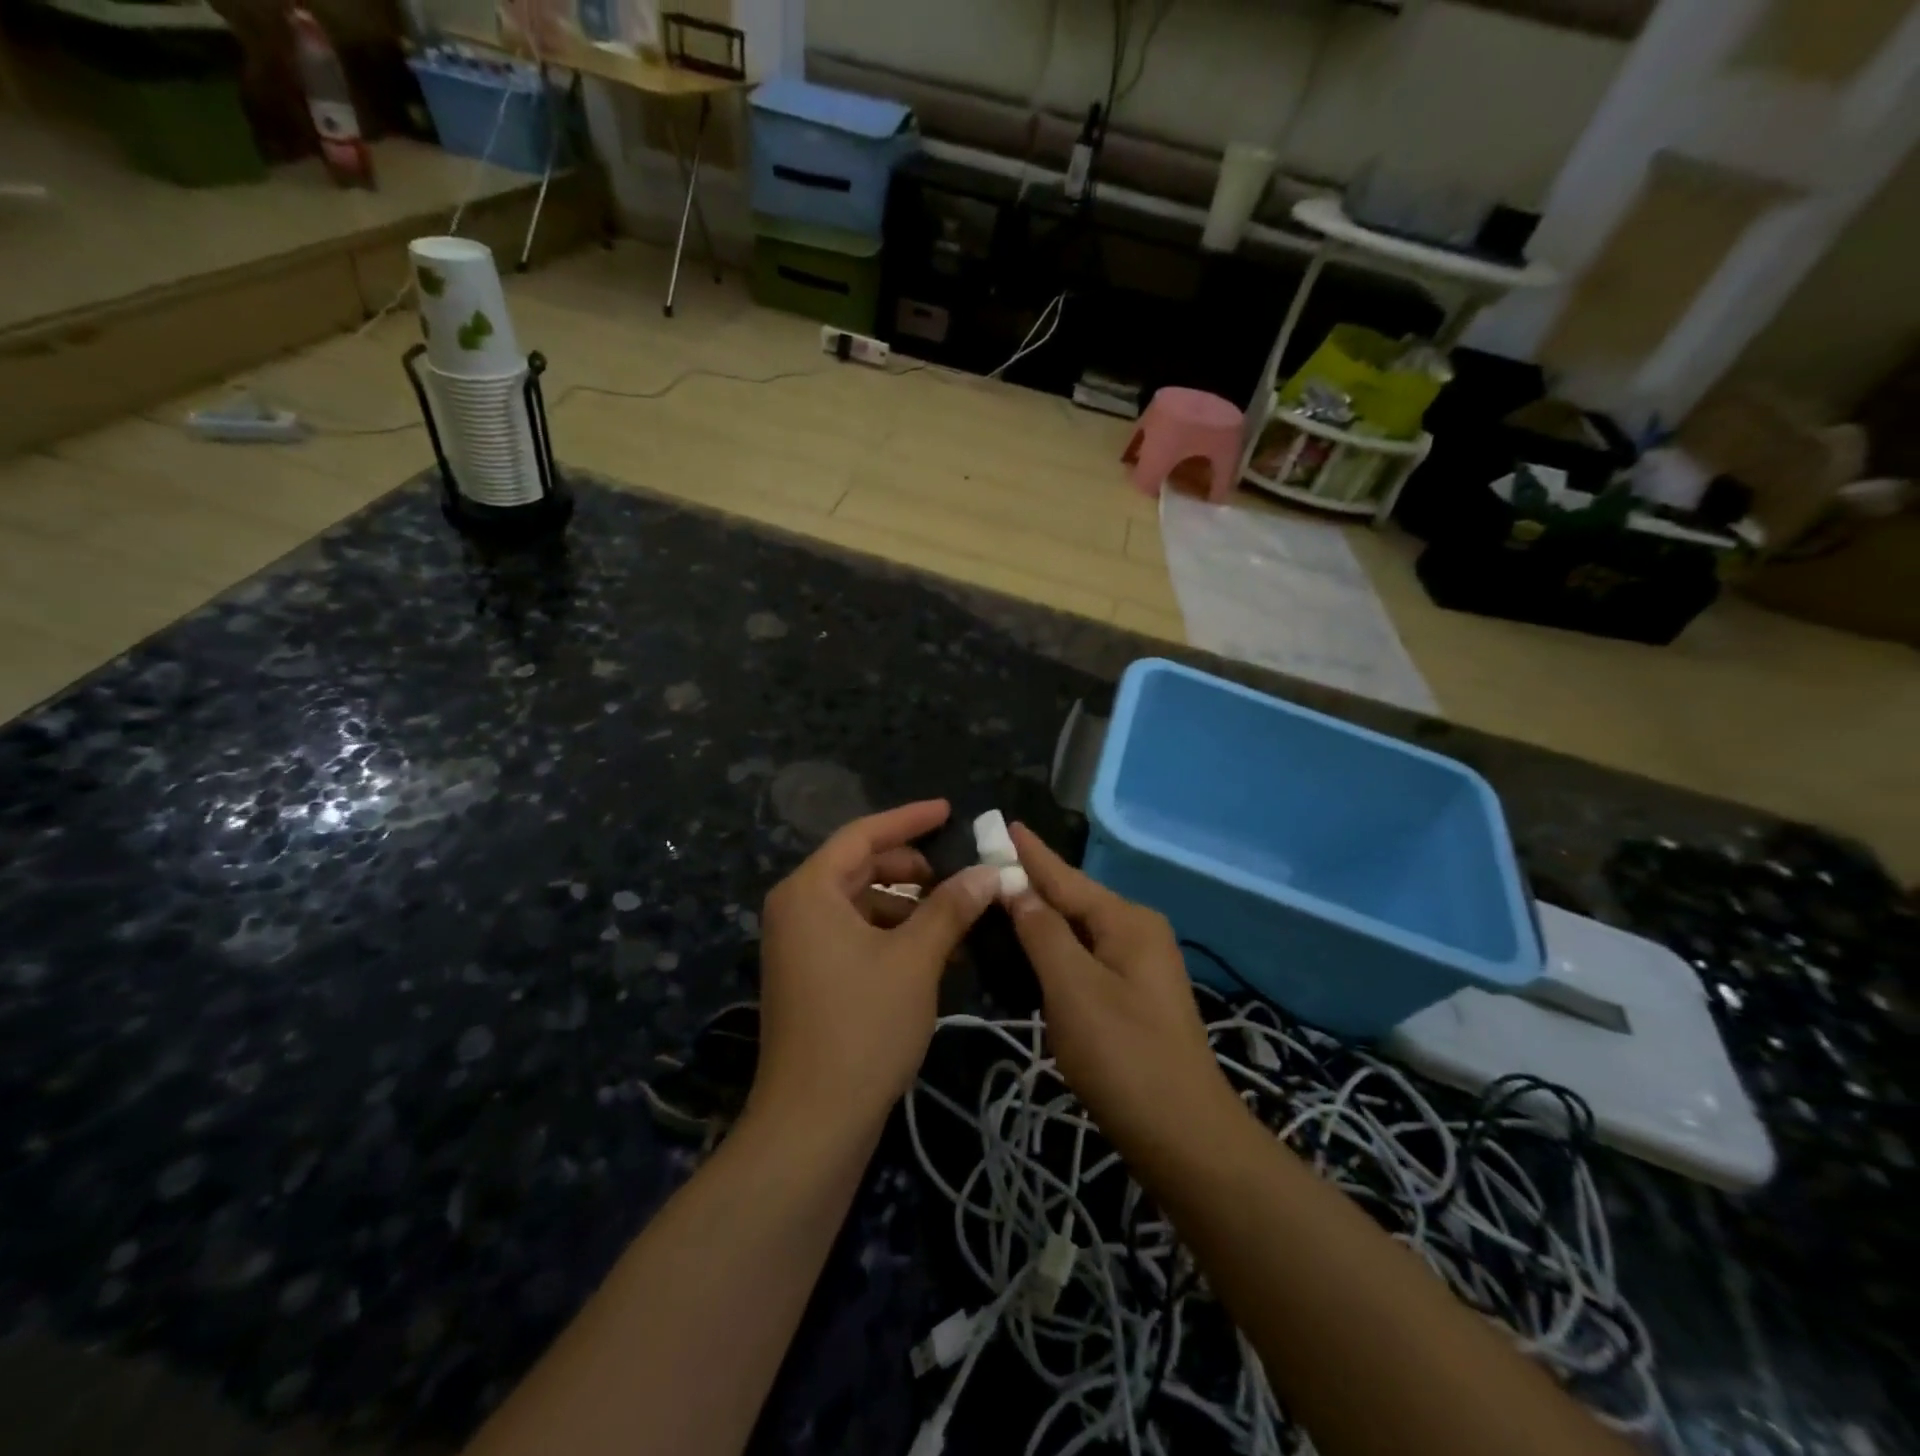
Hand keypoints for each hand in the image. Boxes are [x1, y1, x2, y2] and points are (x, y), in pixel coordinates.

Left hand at [751, 801, 1000, 1132]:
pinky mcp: (809, 976)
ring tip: (956, 918)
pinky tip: (934, 953)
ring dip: (908, 906)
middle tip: (959, 873)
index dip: (909, 819)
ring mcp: (799, 945)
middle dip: (912, 867)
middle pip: (860, 867)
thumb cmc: (863, 1027)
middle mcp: (796, 909)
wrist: (812, 1122)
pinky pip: (855, 935)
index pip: (863, 835)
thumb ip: (951, 908)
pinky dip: (893, 935)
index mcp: (809, 891)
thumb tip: (990, 872)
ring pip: (861, 904)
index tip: (948, 810)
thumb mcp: (915, 959)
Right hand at [1005, 824, 1237, 1147]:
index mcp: (1126, 920)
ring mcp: (1137, 965)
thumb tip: (1016, 887)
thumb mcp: (1074, 988)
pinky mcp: (1131, 996)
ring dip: (1038, 919)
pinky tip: (1026, 952)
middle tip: (984, 868)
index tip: (1002, 822)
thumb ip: (1042, 932)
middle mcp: (1136, 932)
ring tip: (996, 902)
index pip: (1065, 877)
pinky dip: (1052, 951)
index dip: (1030, 853)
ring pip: (1076, 931)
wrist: (1184, 1137)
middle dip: (1030, 884)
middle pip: (1072, 900)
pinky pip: (1083, 957)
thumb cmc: (1124, 1056)